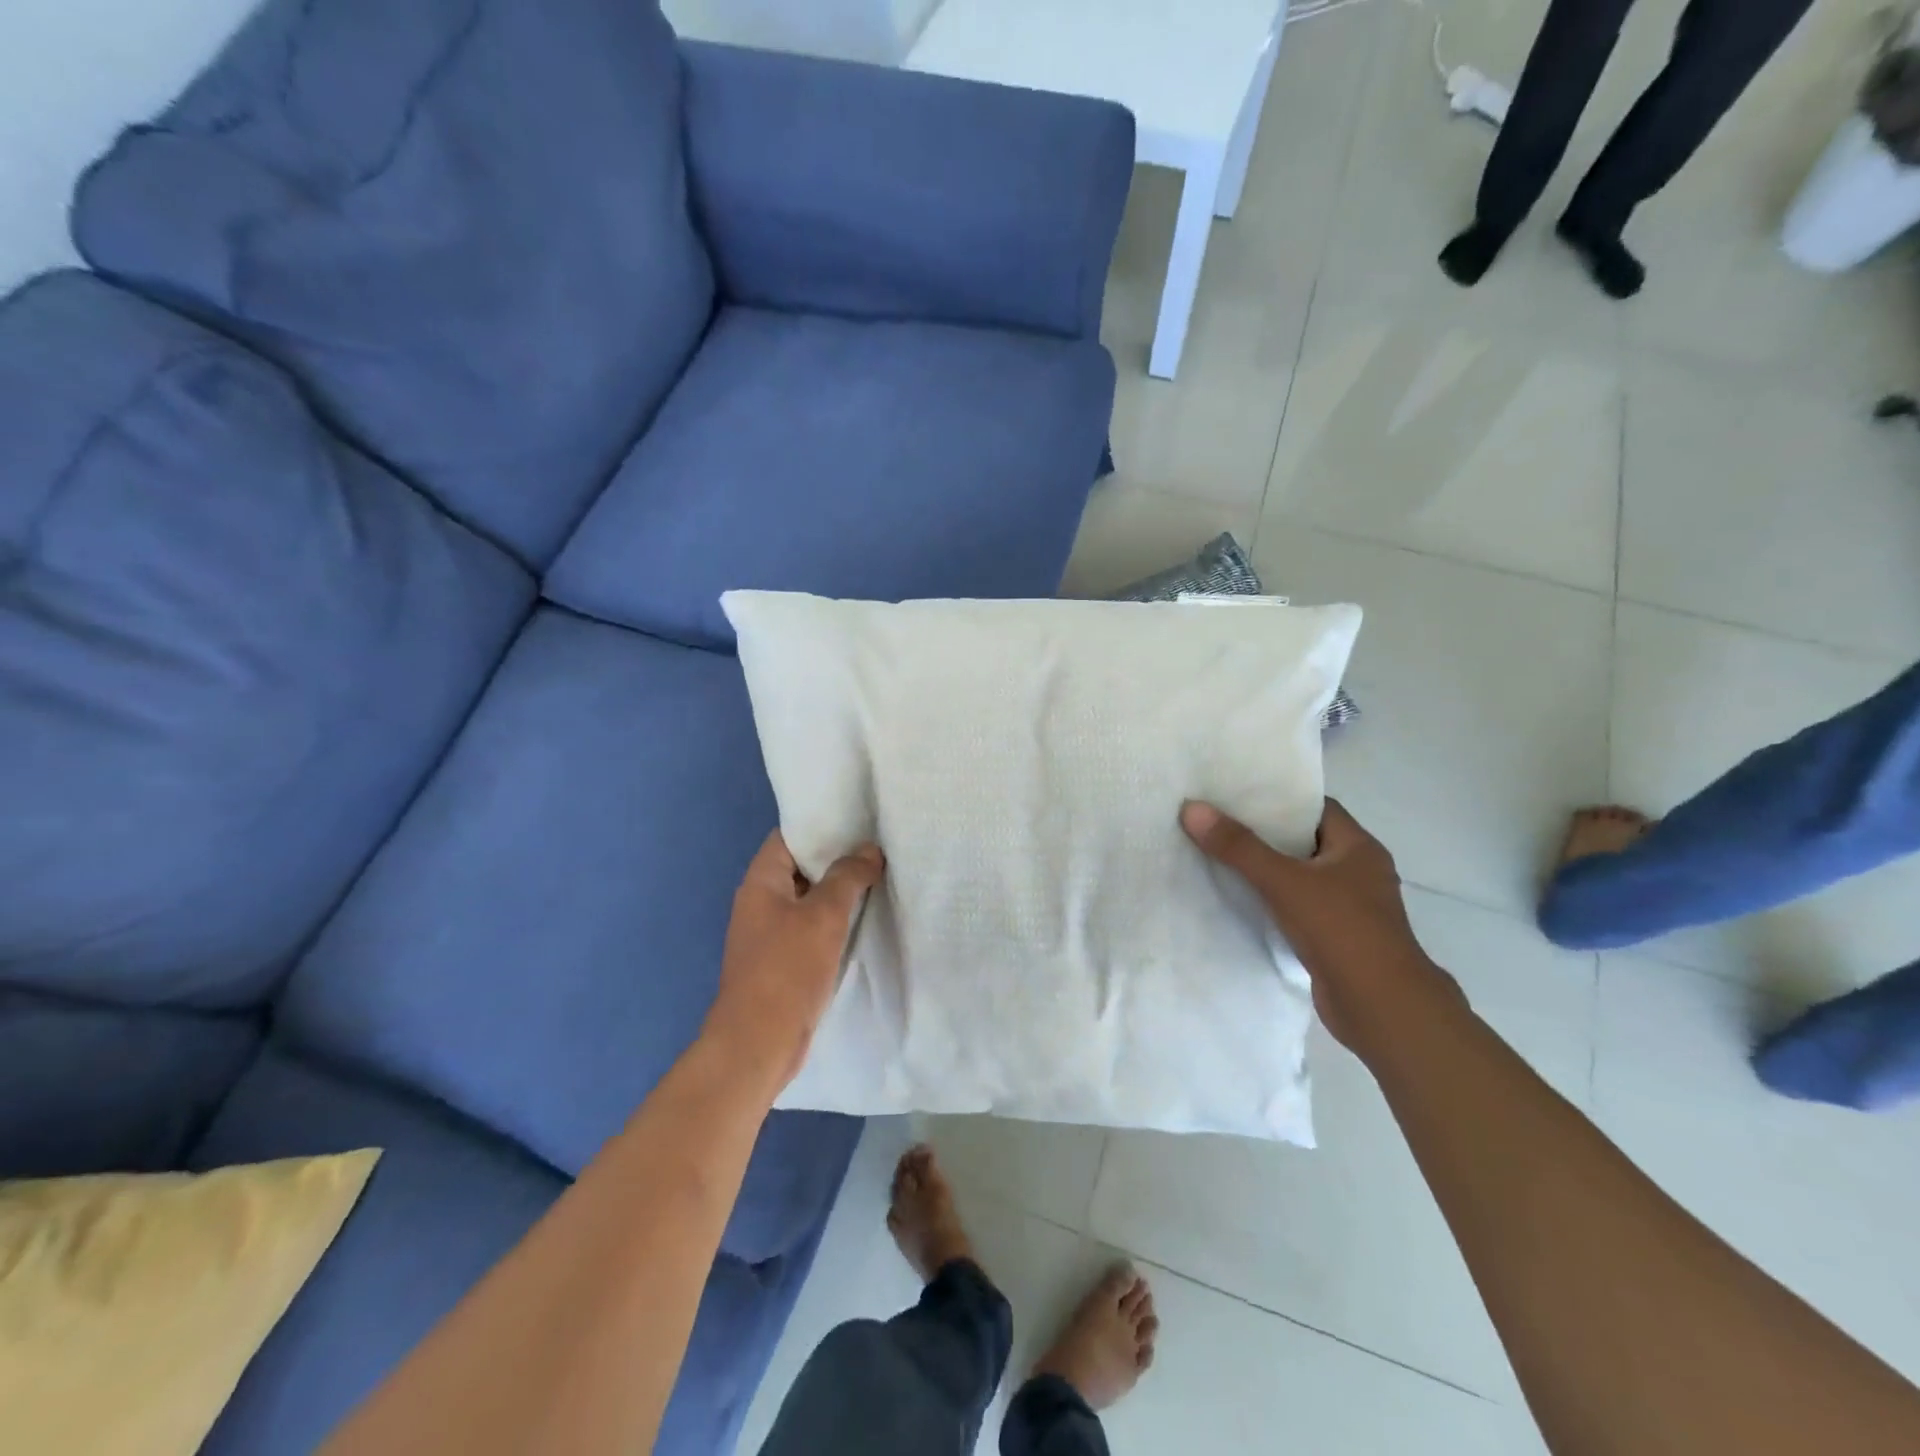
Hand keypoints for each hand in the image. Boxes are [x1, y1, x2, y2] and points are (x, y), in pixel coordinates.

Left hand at [705, 832, 884, 1091]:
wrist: (758, 1044)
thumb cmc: (787, 970)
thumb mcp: (824, 915)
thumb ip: (848, 876)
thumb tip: (868, 850)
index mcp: (761, 882)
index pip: (789, 837)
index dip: (822, 825)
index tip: (859, 821)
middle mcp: (760, 901)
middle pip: (801, 867)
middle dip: (838, 858)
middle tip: (878, 847)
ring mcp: (770, 933)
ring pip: (809, 899)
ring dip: (839, 891)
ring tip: (880, 877)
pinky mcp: (783, 961)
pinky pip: (811, 928)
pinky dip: (835, 920)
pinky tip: (866, 918)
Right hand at [1181, 798, 1459, 1051]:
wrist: (1381, 1009)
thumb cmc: (1341, 931)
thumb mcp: (1284, 881)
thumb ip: (1238, 847)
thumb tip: (1192, 808)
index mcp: (1359, 848)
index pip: (1316, 808)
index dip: (1279, 799)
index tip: (1237, 794)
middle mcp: (1359, 872)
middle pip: (1304, 841)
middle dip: (1264, 833)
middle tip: (1218, 821)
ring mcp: (1350, 907)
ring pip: (1300, 877)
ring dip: (1266, 870)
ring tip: (1218, 856)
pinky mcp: (1337, 938)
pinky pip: (1298, 907)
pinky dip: (1272, 902)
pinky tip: (1239, 900)